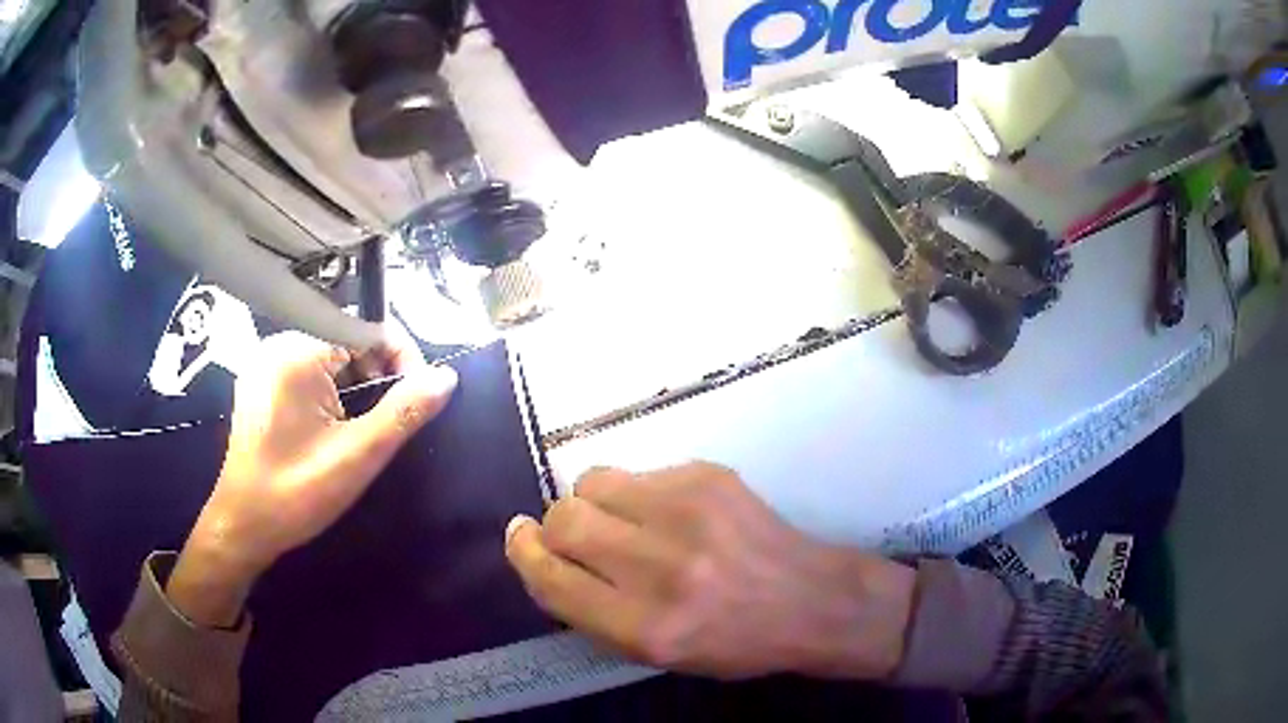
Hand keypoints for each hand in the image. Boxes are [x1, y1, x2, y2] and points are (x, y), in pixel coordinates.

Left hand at [168, 330, 457, 626]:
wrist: (242, 526)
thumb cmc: (296, 493)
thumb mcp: (357, 456)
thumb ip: (403, 413)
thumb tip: (445, 378)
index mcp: (298, 352)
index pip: (367, 328)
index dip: (402, 357)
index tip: (418, 397)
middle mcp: (278, 344)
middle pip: (347, 339)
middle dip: (378, 373)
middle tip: (390, 420)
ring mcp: (265, 363)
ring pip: (329, 355)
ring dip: (356, 384)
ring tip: (363, 426)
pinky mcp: (261, 383)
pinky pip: (307, 370)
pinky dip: (331, 390)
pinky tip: (333, 426)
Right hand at [505, 463, 915, 679]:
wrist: (810, 600)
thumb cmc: (731, 640)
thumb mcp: (654, 653)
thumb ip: (590, 610)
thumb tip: (542, 556)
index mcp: (645, 627)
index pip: (551, 579)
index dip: (525, 556)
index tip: (520, 540)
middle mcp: (661, 568)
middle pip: (562, 521)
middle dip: (551, 527)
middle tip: (570, 537)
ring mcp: (687, 512)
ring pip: (591, 482)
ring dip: (589, 503)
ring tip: (620, 522)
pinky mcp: (707, 475)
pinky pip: (637, 473)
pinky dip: (633, 494)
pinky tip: (667, 516)